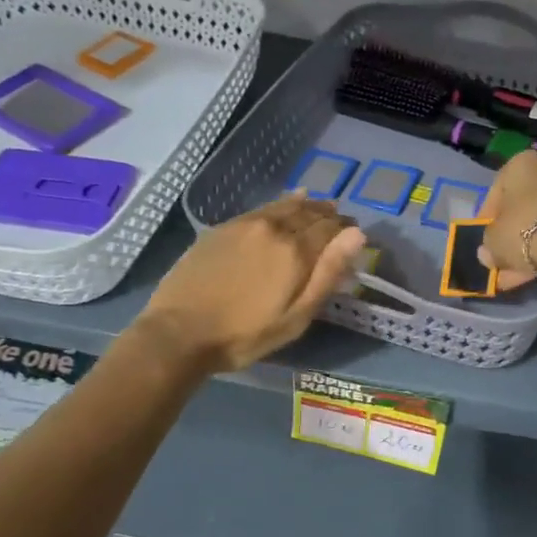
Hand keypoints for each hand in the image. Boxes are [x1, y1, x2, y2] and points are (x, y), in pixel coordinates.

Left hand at [139, 195, 366, 371]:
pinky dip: (282, 204)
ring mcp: (246, 224)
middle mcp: (274, 228)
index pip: (331, 229)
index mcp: (295, 250)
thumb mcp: (296, 316)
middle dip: (329, 216)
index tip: (354, 235)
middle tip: (340, 222)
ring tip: (319, 207)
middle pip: (310, 214)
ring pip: (286, 206)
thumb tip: (357, 234)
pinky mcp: (223, 227)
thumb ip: (328, 273)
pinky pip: (263, 208)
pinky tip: (288, 202)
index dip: (346, 231)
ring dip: (308, 206)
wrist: (178, 332)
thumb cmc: (244, 334)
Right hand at [478, 149, 536, 288]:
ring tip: (515, 277)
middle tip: (501, 260)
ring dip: (528, 247)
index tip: (485, 241)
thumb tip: (488, 254)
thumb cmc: (523, 230)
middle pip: (523, 206)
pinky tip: (536, 274)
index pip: (497, 191)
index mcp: (521, 164)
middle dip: (511, 236)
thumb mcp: (493, 239)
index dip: (487, 219)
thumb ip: (488, 245)